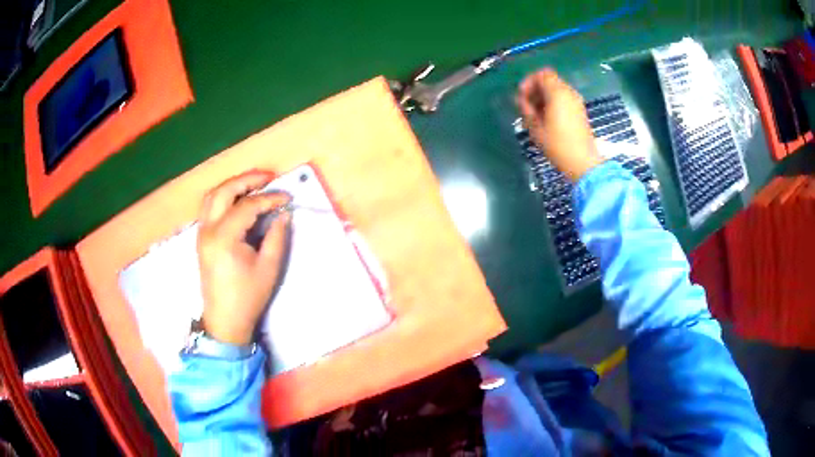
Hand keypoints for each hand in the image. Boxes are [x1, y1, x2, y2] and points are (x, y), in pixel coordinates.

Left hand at [197, 171, 291, 345]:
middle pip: (224, 191)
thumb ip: (277, 236)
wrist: (225, 320)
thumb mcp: (269, 267)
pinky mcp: (201, 238)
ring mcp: (201, 233)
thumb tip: (283, 213)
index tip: (287, 198)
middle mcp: (208, 230)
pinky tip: (239, 200)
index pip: (248, 206)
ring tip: (254, 184)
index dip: (269, 199)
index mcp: (224, 238)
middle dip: (247, 180)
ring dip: (233, 185)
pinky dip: (224, 197)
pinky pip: (209, 207)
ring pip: (212, 196)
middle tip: (268, 177)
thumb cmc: (248, 297)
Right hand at [517, 68, 603, 181]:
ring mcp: (576, 102)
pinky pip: (563, 99)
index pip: (542, 74)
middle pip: (549, 81)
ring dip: (543, 98)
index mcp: (558, 93)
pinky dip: (553, 104)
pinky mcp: (579, 111)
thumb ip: (526, 109)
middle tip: (526, 107)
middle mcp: (568, 93)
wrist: (583, 162)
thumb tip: (522, 101)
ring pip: (556, 91)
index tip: (522, 96)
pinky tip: (547, 120)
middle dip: (535, 90)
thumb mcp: (535, 127)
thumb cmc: (557, 145)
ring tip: (535, 115)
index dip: (529, 82)